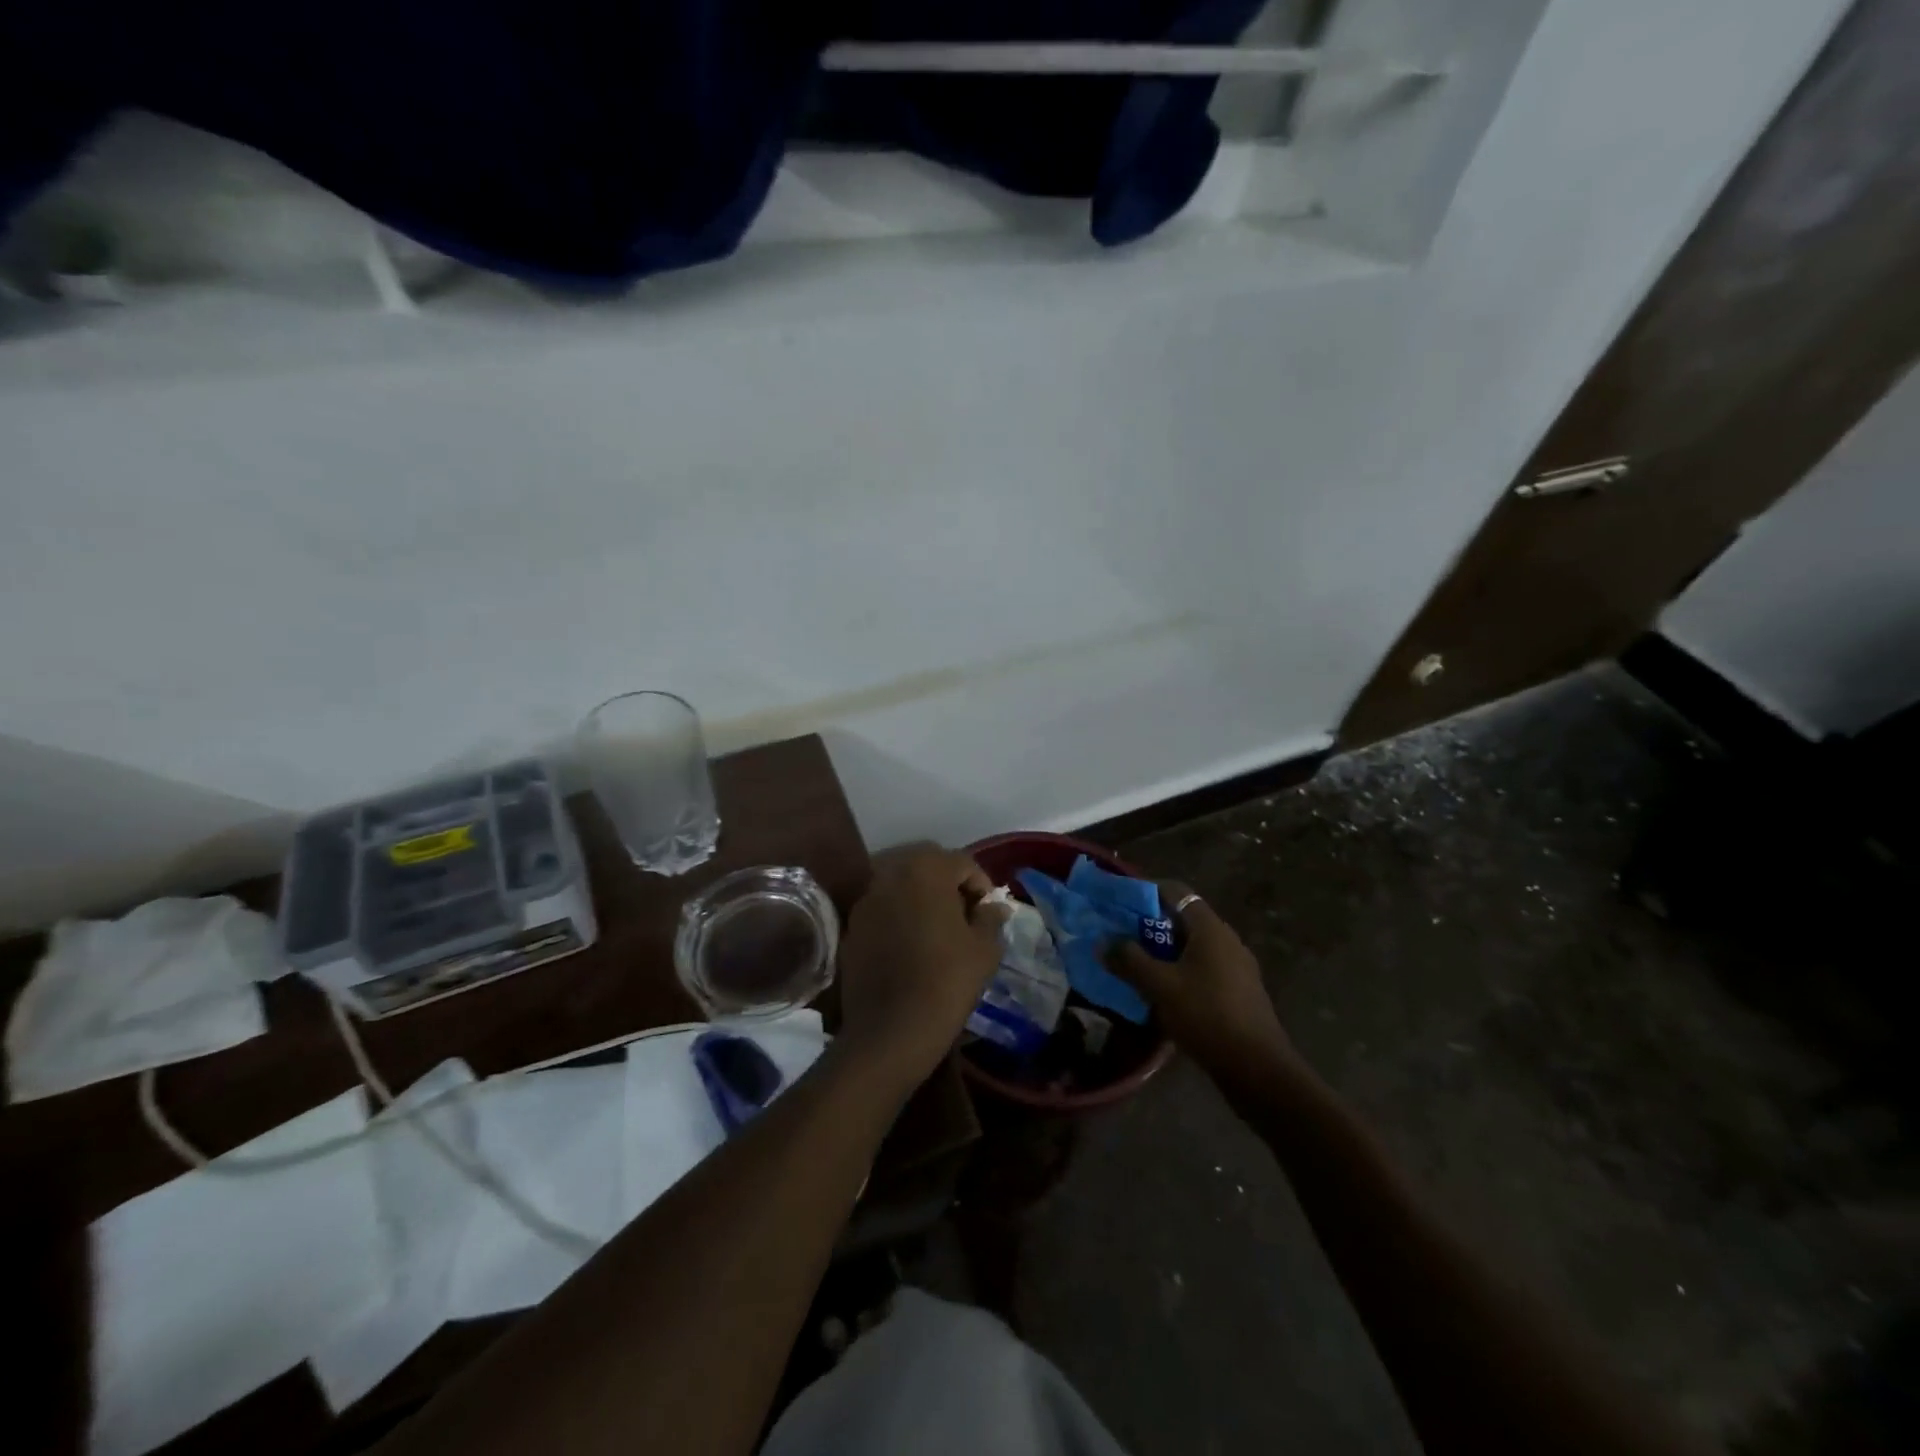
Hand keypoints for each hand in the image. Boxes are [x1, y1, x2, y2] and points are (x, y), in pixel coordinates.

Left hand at [837, 844, 1008, 1088]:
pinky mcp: (853, 924)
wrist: (891, 1029)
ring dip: (921, 896)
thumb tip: (995, 907)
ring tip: (937, 928)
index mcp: (927, 870)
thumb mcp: (984, 949)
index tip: (988, 912)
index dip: (981, 884)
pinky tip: (910, 943)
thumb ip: (990, 919)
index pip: (962, 862)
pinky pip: (883, 907)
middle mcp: (892, 873)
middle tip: (964, 914)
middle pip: (928, 865)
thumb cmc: (947, 981)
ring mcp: (867, 898)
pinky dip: (899, 915)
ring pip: (901, 884)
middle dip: (949, 882)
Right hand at [1107, 885, 1300, 1095]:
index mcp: (1210, 928)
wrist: (1258, 1069)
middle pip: (1183, 920)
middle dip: (1150, 926)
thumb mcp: (1160, 987)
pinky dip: (1180, 972)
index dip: (1146, 891)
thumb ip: (1129, 960)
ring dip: (1163, 952)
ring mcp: (1236, 967)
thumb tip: (1103, 943)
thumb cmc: (1207, 1016)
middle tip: (1120, 937)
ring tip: (1135, 966)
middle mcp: (1226, 940)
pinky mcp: (1239, 992)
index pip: (1176, 891)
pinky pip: (1202, 970)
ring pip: (1192, 947)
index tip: (1119, 902)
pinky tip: (1162, 994)